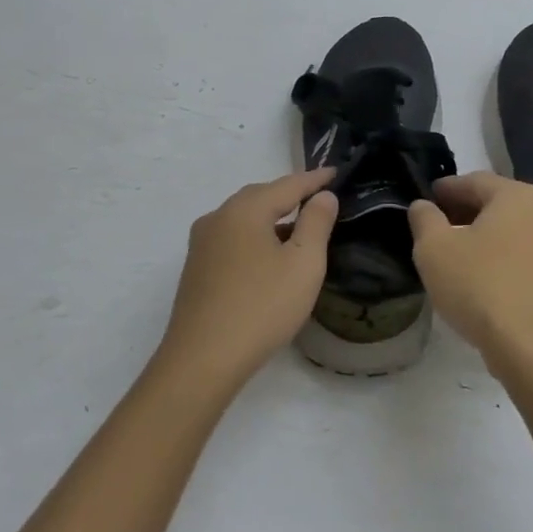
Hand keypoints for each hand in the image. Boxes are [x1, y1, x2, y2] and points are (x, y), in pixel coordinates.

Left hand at [159, 168, 339, 385]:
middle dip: (290, 195)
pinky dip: (255, 236)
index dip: (314, 179)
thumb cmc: (261, 307)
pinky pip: (233, 238)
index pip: (287, 185)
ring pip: (244, 218)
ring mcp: (202, 244)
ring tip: (299, 227)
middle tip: (318, 197)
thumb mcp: (303, 264)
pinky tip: (269, 255)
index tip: (335, 172)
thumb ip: (316, 223)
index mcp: (244, 210)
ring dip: (272, 218)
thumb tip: (322, 196)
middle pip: (260, 196)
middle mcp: (218, 217)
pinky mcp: (197, 268)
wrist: (202, 359)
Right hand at [409, 172, 532, 379]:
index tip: (426, 198)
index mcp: (517, 196)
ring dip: (480, 235)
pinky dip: (497, 256)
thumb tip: (423, 206)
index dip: (445, 188)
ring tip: (451, 252)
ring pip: (509, 230)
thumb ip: (424, 219)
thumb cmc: (480, 287)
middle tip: (434, 223)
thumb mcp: (434, 249)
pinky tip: (476, 276)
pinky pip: (520, 255)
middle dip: (463, 210)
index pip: (474, 180)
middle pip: (495, 203)